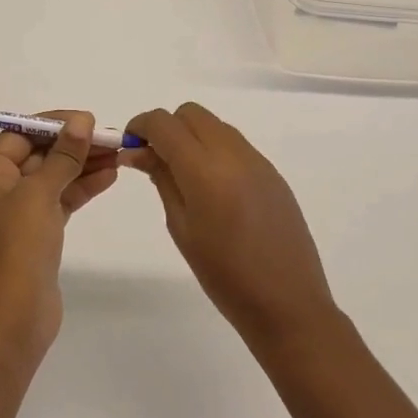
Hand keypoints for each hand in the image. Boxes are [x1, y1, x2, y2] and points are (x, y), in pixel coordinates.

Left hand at [0, 111, 118, 359]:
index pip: (19, 135)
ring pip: (54, 177)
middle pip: (39, 154)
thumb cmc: (19, 245)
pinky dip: (82, 187)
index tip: (86, 120)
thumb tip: (81, 121)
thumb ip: (63, 155)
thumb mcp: (40, 193)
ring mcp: (19, 212)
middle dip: (74, 145)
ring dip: (83, 165)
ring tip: (118, 155)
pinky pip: (61, 199)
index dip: (53, 124)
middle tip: (110, 137)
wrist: (17, 314)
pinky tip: (109, 177)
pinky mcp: (38, 231)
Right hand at [124, 103, 335, 345]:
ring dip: (192, 136)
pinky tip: (213, 188)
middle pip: (190, 113)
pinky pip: (235, 144)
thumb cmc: (224, 275)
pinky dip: (215, 150)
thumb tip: (138, 151)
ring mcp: (257, 161)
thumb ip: (162, 180)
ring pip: (214, 125)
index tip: (130, 146)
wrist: (287, 304)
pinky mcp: (273, 173)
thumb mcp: (181, 228)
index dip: (140, 126)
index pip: (164, 123)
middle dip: (167, 127)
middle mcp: (233, 154)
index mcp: (205, 170)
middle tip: (154, 160)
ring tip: (183, 175)